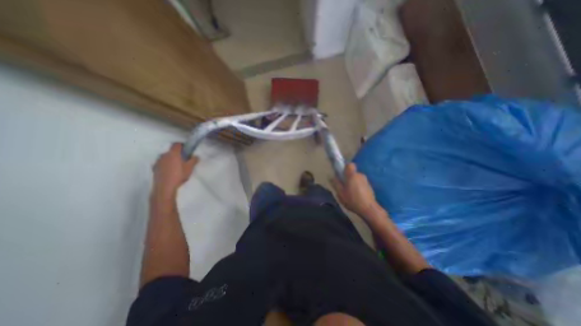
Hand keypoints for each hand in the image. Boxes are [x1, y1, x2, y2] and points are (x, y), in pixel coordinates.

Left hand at [153, 142, 198, 197]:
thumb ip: (194, 160)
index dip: (182, 145)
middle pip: (171, 151)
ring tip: (177, 167)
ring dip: (171, 160)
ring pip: (166, 157)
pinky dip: (166, 165)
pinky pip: (162, 163)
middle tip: (184, 160)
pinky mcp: (154, 168)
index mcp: (173, 153)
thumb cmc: (179, 175)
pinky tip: (170, 172)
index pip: (177, 144)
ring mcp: (158, 161)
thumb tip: (196, 156)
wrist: (165, 187)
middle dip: (177, 154)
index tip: (187, 149)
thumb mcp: (190, 168)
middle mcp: (164, 155)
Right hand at [334, 163, 378, 218]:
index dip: (345, 167)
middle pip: (352, 173)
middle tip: (343, 187)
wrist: (369, 209)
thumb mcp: (340, 193)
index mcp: (352, 175)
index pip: (349, 165)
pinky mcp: (369, 186)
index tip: (341, 174)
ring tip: (350, 193)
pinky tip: (356, 196)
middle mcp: (360, 175)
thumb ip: (335, 183)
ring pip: (356, 178)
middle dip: (347, 178)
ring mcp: (366, 181)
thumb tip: (331, 176)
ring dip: (353, 183)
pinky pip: (361, 183)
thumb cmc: (352, 200)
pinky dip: (358, 187)